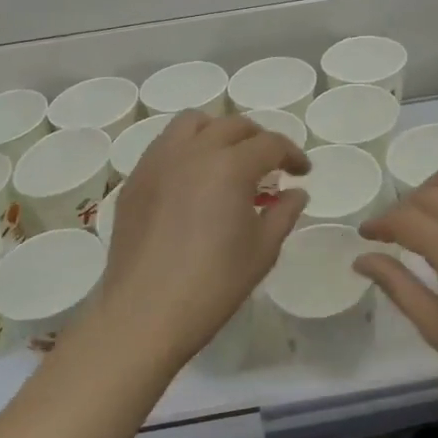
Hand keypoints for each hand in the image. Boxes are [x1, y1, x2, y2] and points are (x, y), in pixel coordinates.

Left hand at [100, 112, 309, 369]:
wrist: (145, 314)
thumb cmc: (213, 284)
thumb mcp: (262, 251)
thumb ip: (284, 213)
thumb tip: (296, 193)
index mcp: (230, 166)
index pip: (271, 144)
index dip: (293, 154)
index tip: (302, 173)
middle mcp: (194, 151)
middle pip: (233, 125)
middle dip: (258, 139)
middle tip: (270, 165)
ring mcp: (158, 162)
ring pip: (192, 123)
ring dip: (218, 132)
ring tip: (227, 159)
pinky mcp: (135, 180)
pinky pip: (164, 146)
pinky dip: (186, 149)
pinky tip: (193, 181)